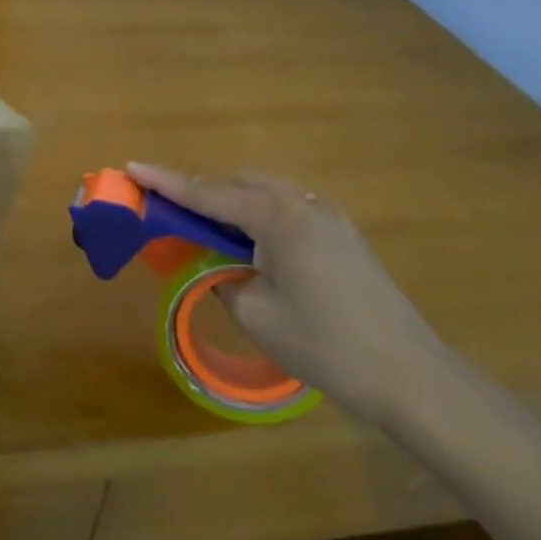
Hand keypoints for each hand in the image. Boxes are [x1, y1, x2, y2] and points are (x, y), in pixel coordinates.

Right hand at [126, 164, 446, 419]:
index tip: (131, 166)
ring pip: (264, 192)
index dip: (166, 182)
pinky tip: (248, 243)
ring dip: (229, 202)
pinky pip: (285, 208)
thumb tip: (206, 260)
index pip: (208, 193)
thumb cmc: (324, 344)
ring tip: (203, 227)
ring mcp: (327, 215)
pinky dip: (256, 214)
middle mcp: (302, 203)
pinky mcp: (341, 234)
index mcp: (277, 216)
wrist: (409, 373)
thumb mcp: (255, 312)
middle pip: (238, 182)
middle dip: (199, 191)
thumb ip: (219, 274)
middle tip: (168, 211)